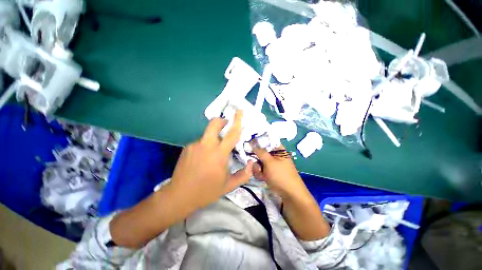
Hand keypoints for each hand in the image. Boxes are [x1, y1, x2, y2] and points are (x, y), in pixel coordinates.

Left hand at [170, 110, 253, 208]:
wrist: (179, 196)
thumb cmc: (207, 191)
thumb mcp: (229, 185)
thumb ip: (244, 174)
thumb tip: (251, 163)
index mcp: (219, 154)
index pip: (231, 134)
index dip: (237, 121)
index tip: (240, 111)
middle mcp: (206, 145)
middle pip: (214, 124)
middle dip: (222, 121)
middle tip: (226, 126)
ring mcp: (194, 145)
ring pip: (207, 134)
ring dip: (214, 138)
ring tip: (213, 154)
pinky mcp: (187, 147)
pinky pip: (200, 142)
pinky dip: (205, 146)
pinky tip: (203, 159)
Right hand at [252, 144, 329, 239]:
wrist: (289, 194)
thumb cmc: (281, 175)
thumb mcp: (270, 162)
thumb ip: (260, 151)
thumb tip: (252, 141)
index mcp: (278, 150)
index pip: (267, 141)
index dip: (258, 141)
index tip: (250, 143)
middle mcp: (275, 156)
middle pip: (261, 152)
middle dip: (256, 158)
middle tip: (255, 163)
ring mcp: (272, 164)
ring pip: (259, 161)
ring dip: (257, 168)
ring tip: (261, 174)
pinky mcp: (269, 172)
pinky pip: (260, 169)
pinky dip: (260, 173)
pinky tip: (262, 178)